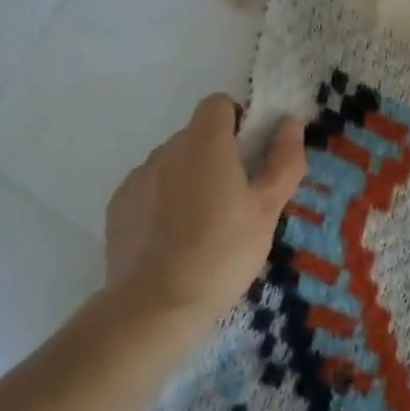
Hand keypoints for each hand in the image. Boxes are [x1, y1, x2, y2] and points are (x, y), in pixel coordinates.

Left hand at [103, 95, 305, 327]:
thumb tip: (291, 124)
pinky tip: (172, 240)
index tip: (249, 158)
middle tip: (234, 201)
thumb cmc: (222, 253)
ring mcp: (138, 176)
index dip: (237, 122)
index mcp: (205, 143)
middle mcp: (167, 149)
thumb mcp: (267, 211)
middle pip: (196, 136)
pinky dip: (162, 202)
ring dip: (188, 179)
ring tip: (201, 226)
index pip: (218, 104)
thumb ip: (283, 162)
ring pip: (172, 164)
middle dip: (215, 156)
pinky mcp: (118, 205)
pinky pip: (148, 189)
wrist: (155, 306)